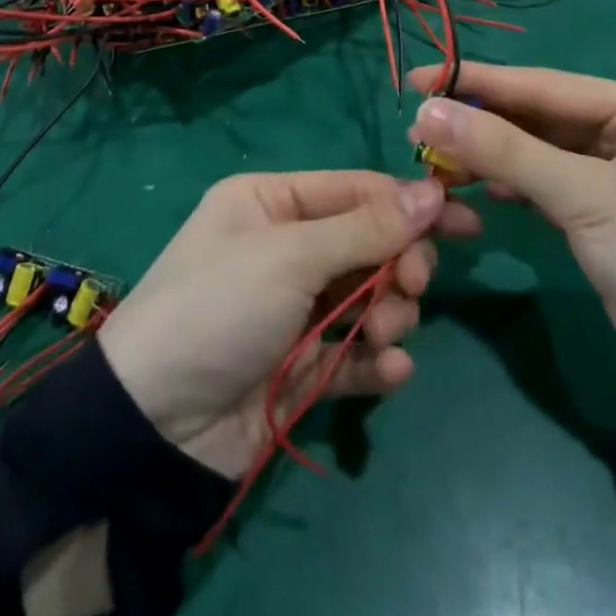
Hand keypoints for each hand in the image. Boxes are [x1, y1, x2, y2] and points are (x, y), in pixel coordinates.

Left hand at [98, 170, 480, 478]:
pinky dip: (378, 361)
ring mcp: (296, 308)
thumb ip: (367, 228)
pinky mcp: (304, 364)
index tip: (464, 220)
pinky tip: (391, 372)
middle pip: (369, 243)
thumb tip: (433, 191)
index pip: (356, 190)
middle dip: (399, 264)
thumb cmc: (219, 307)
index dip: (410, 203)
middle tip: (412, 285)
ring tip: (383, 334)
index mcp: (272, 203)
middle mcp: (286, 248)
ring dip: (389, 314)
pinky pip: (357, 353)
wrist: (152, 424)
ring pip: (370, 298)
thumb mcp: (290, 256)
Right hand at [407, 64, 615, 365]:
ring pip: (534, 149)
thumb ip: (504, 151)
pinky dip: (508, 181)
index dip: (477, 82)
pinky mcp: (596, 205)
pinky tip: (473, 184)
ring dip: (487, 154)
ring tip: (433, 158)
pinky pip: (541, 179)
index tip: (418, 77)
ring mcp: (610, 167)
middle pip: (535, 115)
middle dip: (479, 122)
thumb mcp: (583, 197)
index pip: (543, 86)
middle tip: (417, 124)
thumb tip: (427, 111)